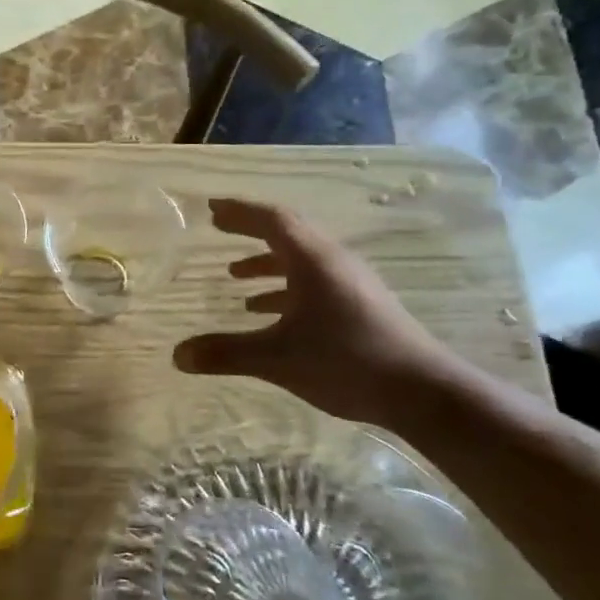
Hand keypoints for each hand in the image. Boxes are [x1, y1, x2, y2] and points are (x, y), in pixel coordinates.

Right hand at [173, 198, 461, 427]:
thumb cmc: (346, 361)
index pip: (272, 219)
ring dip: (266, 261)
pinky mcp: (360, 305)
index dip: (239, 211)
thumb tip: (177, 355)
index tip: (211, 208)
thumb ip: (225, 353)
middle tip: (218, 227)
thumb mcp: (276, 358)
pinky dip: (284, 287)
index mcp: (313, 260)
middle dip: (250, 230)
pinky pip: (313, 282)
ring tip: (234, 274)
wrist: (422, 391)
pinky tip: (266, 312)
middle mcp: (333, 262)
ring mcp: (350, 283)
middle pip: (287, 232)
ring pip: (301, 260)